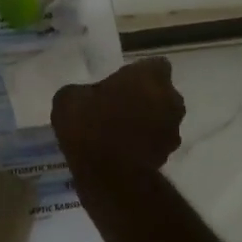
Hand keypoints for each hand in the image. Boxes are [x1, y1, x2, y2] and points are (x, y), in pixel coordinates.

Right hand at [52, 58, 185, 174]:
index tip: (119, 82)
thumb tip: (85, 98)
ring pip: (161, 117)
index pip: (154, 65)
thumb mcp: (68, 99)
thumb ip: (83, 92)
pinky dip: (143, 143)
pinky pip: (155, 141)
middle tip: (117, 104)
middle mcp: (170, 99)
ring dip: (146, 121)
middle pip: (161, 92)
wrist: (108, 176)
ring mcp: (172, 129)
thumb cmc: (89, 126)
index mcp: (149, 77)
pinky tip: (120, 150)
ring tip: (117, 131)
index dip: (138, 73)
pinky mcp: (168, 156)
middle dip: (144, 96)